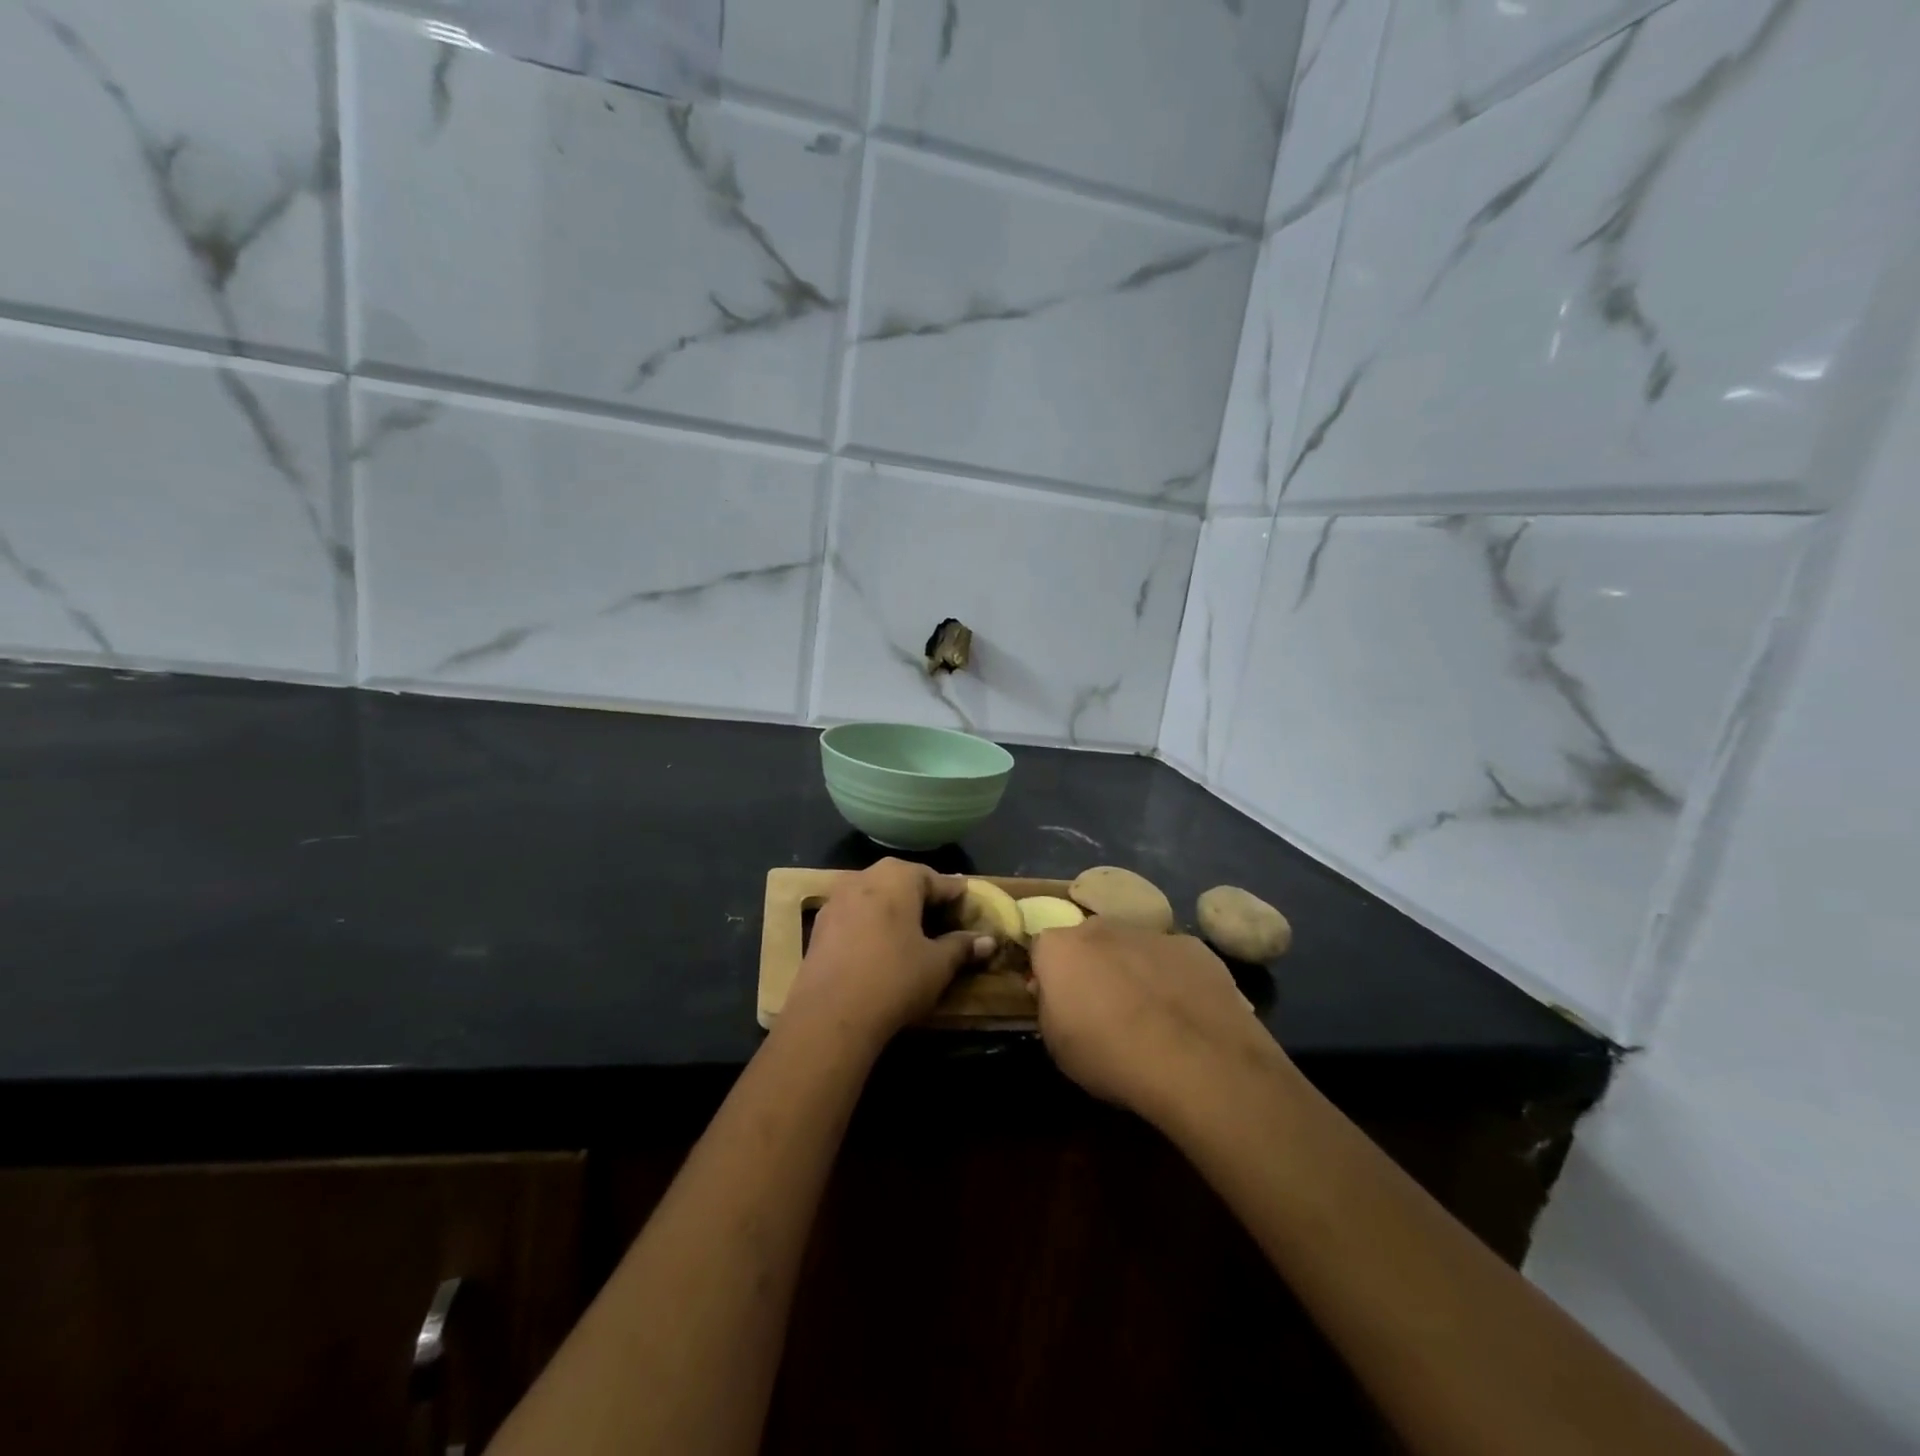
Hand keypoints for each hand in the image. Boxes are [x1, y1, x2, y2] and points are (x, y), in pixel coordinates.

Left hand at [785, 859, 993, 1044]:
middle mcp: (865, 876)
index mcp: (899, 876)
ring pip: (876, 896)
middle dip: (925, 900)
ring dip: (895, 910)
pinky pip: (856, 914)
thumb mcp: (938, 964)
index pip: (939, 880)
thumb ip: (962, 947)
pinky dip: (872, 924)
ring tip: (912, 936)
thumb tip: (988, 941)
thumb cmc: (895, 978)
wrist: (830, 1014)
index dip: (957, 898)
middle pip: (904, 882)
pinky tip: (880, 947)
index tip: (970, 914)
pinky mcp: (820, 923)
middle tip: (943, 924)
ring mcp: (837, 898)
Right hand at [1028, 921, 1289, 1130]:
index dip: (1049, 977)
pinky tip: (1186, 1012)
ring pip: (1132, 946)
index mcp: (1060, 948)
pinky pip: (1173, 959)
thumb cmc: (1110, 1056)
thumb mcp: (1056, 1046)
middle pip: (1088, 940)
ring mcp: (1150, 933)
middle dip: (1092, 965)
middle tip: (1103, 1006)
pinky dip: (1173, 977)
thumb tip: (1056, 994)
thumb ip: (1050, 1008)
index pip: (1042, 951)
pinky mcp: (1192, 946)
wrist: (1193, 1059)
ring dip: (1133, 968)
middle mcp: (1100, 927)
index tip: (1059, 1004)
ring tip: (1150, 1013)